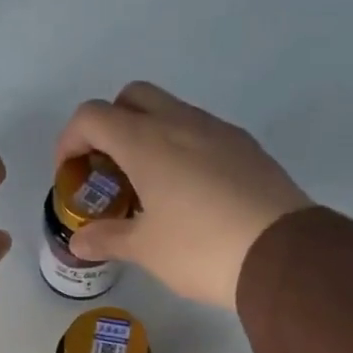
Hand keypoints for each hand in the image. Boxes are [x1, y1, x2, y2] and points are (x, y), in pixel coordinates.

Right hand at [54, 82, 311, 308]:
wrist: (282, 255)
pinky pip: (201, 131)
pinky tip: (188, 192)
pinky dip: (181, 147)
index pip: (93, 116)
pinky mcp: (246, 146)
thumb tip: (78, 241)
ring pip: (171, 111)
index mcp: (147, 142)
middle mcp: (181, 123)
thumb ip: (106, 238)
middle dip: (110, 125)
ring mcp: (219, 130)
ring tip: (148, 185)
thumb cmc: (200, 249)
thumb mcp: (145, 249)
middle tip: (109, 169)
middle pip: (133, 97)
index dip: (71, 140)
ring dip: (148, 135)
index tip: (71, 173)